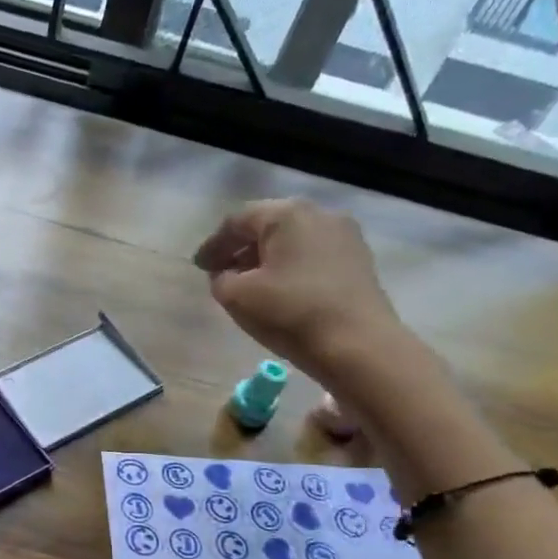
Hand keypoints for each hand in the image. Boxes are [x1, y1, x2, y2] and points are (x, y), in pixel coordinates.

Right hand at [193, 198, 405, 385]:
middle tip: (221, 272)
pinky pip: (313, 254)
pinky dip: (291, 266)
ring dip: (266, 258)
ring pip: (293, 240)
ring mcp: (345, 235)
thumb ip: (221, 279)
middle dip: (241, 248)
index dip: (213, 244)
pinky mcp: (359, 260)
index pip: (238, 221)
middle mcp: (319, 213)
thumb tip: (227, 274)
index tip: (199, 267)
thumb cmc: (290, 313)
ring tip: (249, 284)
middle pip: (268, 225)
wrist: (358, 345)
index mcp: (287, 214)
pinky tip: (281, 290)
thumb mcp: (236, 297)